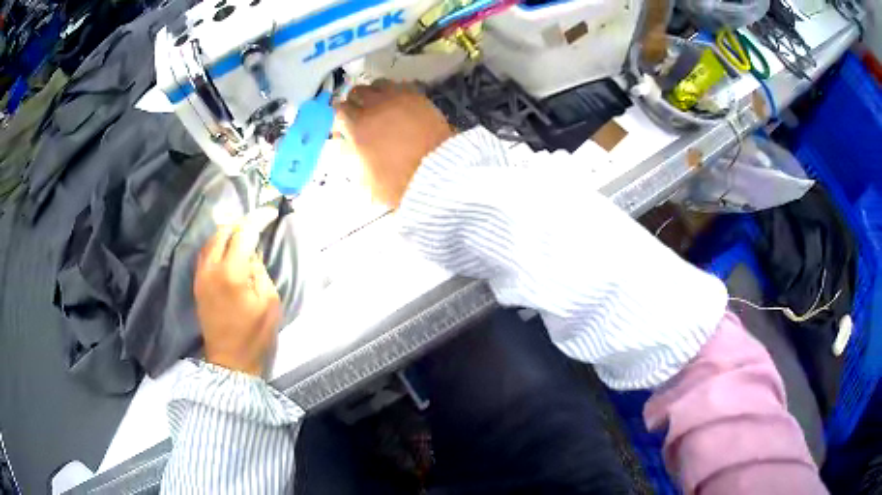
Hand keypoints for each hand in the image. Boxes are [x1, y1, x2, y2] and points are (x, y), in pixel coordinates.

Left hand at [194, 208, 281, 375]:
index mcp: (232, 273)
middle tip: (257, 222)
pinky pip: (205, 253)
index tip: (270, 212)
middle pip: (223, 231)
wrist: (230, 360)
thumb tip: (251, 254)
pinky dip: (217, 244)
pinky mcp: (197, 283)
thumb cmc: (255, 335)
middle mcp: (211, 268)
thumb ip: (260, 271)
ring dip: (227, 231)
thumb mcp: (270, 302)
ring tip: (243, 232)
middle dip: (241, 222)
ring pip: (211, 240)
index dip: (258, 219)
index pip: (244, 233)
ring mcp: (201, 275)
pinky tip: (228, 248)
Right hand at [336, 80, 453, 207]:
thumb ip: (351, 157)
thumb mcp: (365, 178)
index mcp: (358, 126)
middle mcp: (374, 106)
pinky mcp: (419, 97)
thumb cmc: (397, 182)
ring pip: (379, 84)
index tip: (346, 128)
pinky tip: (399, 104)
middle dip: (356, 102)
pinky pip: (401, 86)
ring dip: (375, 93)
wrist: (438, 173)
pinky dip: (396, 92)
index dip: (341, 118)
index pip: (340, 110)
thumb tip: (345, 143)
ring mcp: (398, 98)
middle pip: (357, 92)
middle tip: (362, 115)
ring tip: (380, 106)